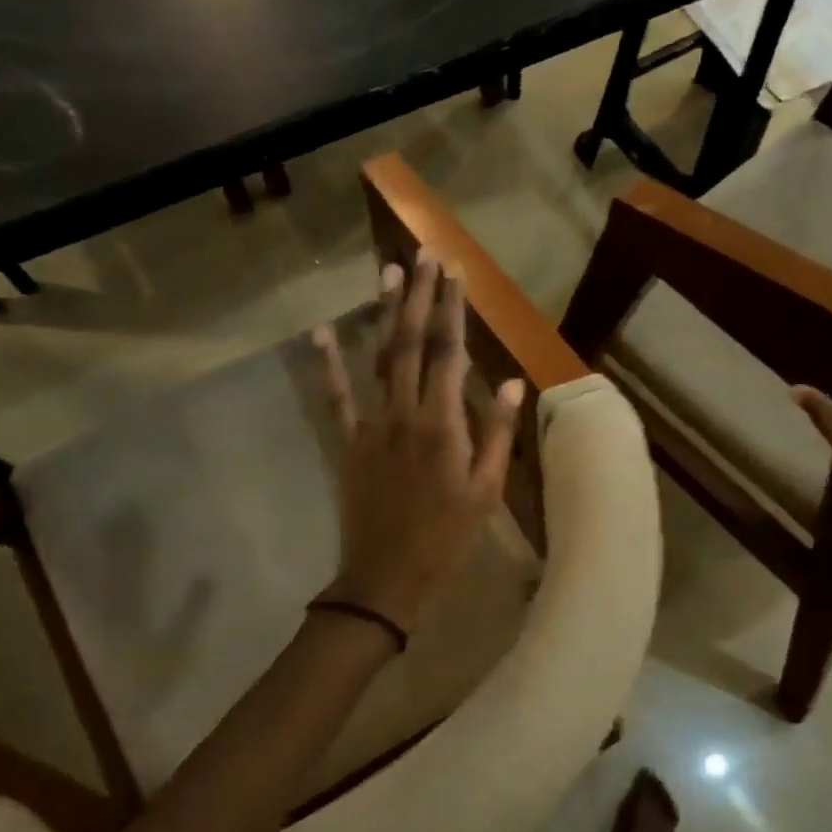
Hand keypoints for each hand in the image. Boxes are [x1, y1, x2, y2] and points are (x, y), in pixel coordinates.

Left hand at [314, 251, 525, 633]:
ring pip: (377, 360)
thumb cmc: (447, 537)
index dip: (452, 310)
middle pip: (411, 344)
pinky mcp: (348, 443)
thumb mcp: (486, 492)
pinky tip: (321, 333)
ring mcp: (371, 426)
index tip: (456, 273)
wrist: (387, 576)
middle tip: (424, 255)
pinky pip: (337, 398)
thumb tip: (510, 383)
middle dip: (419, 296)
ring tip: (388, 272)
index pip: (449, 354)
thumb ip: (496, 435)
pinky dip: (328, 364)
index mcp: (443, 425)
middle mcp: (405, 414)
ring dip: (383, 314)